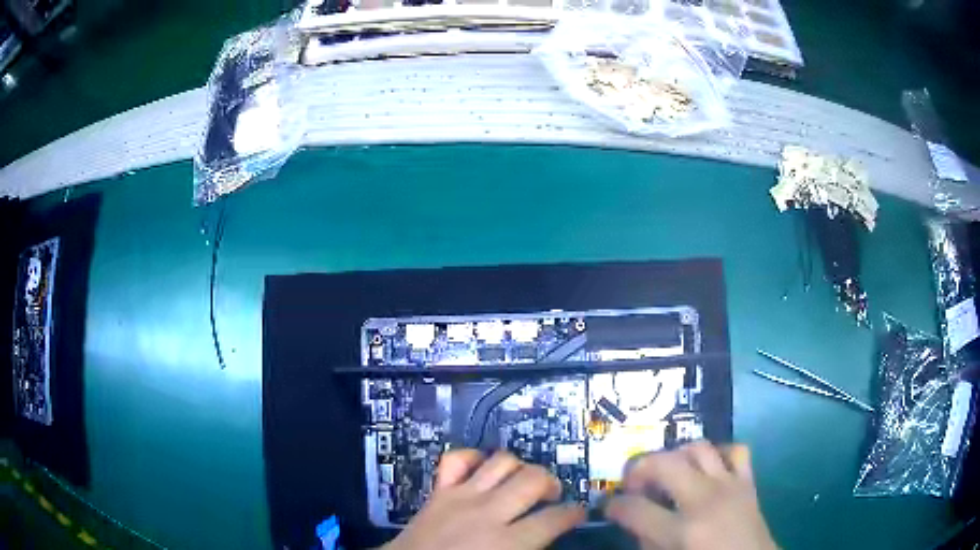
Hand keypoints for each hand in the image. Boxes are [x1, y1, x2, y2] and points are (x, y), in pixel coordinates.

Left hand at [384, 450, 585, 549]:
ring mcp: (461, 496)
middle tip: (552, 496)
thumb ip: (530, 549)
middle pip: (534, 479)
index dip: (574, 513)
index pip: (555, 519)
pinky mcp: (439, 490)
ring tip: (522, 481)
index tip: (578, 514)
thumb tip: (548, 536)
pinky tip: (482, 469)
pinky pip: (456, 459)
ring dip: (519, 467)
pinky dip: (473, 457)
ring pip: (502, 461)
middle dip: (552, 483)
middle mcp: (488, 513)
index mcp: (508, 542)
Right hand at [605, 442, 776, 549]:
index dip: (615, 506)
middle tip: (633, 483)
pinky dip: (718, 452)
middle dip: (639, 468)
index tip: (610, 507)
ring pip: (698, 448)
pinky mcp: (748, 481)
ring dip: (676, 455)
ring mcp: (730, 486)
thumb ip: (648, 541)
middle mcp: (706, 500)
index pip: (635, 509)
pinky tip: (707, 468)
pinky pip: (735, 450)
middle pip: (665, 464)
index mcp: (683, 531)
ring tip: (667, 472)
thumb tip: (634, 520)